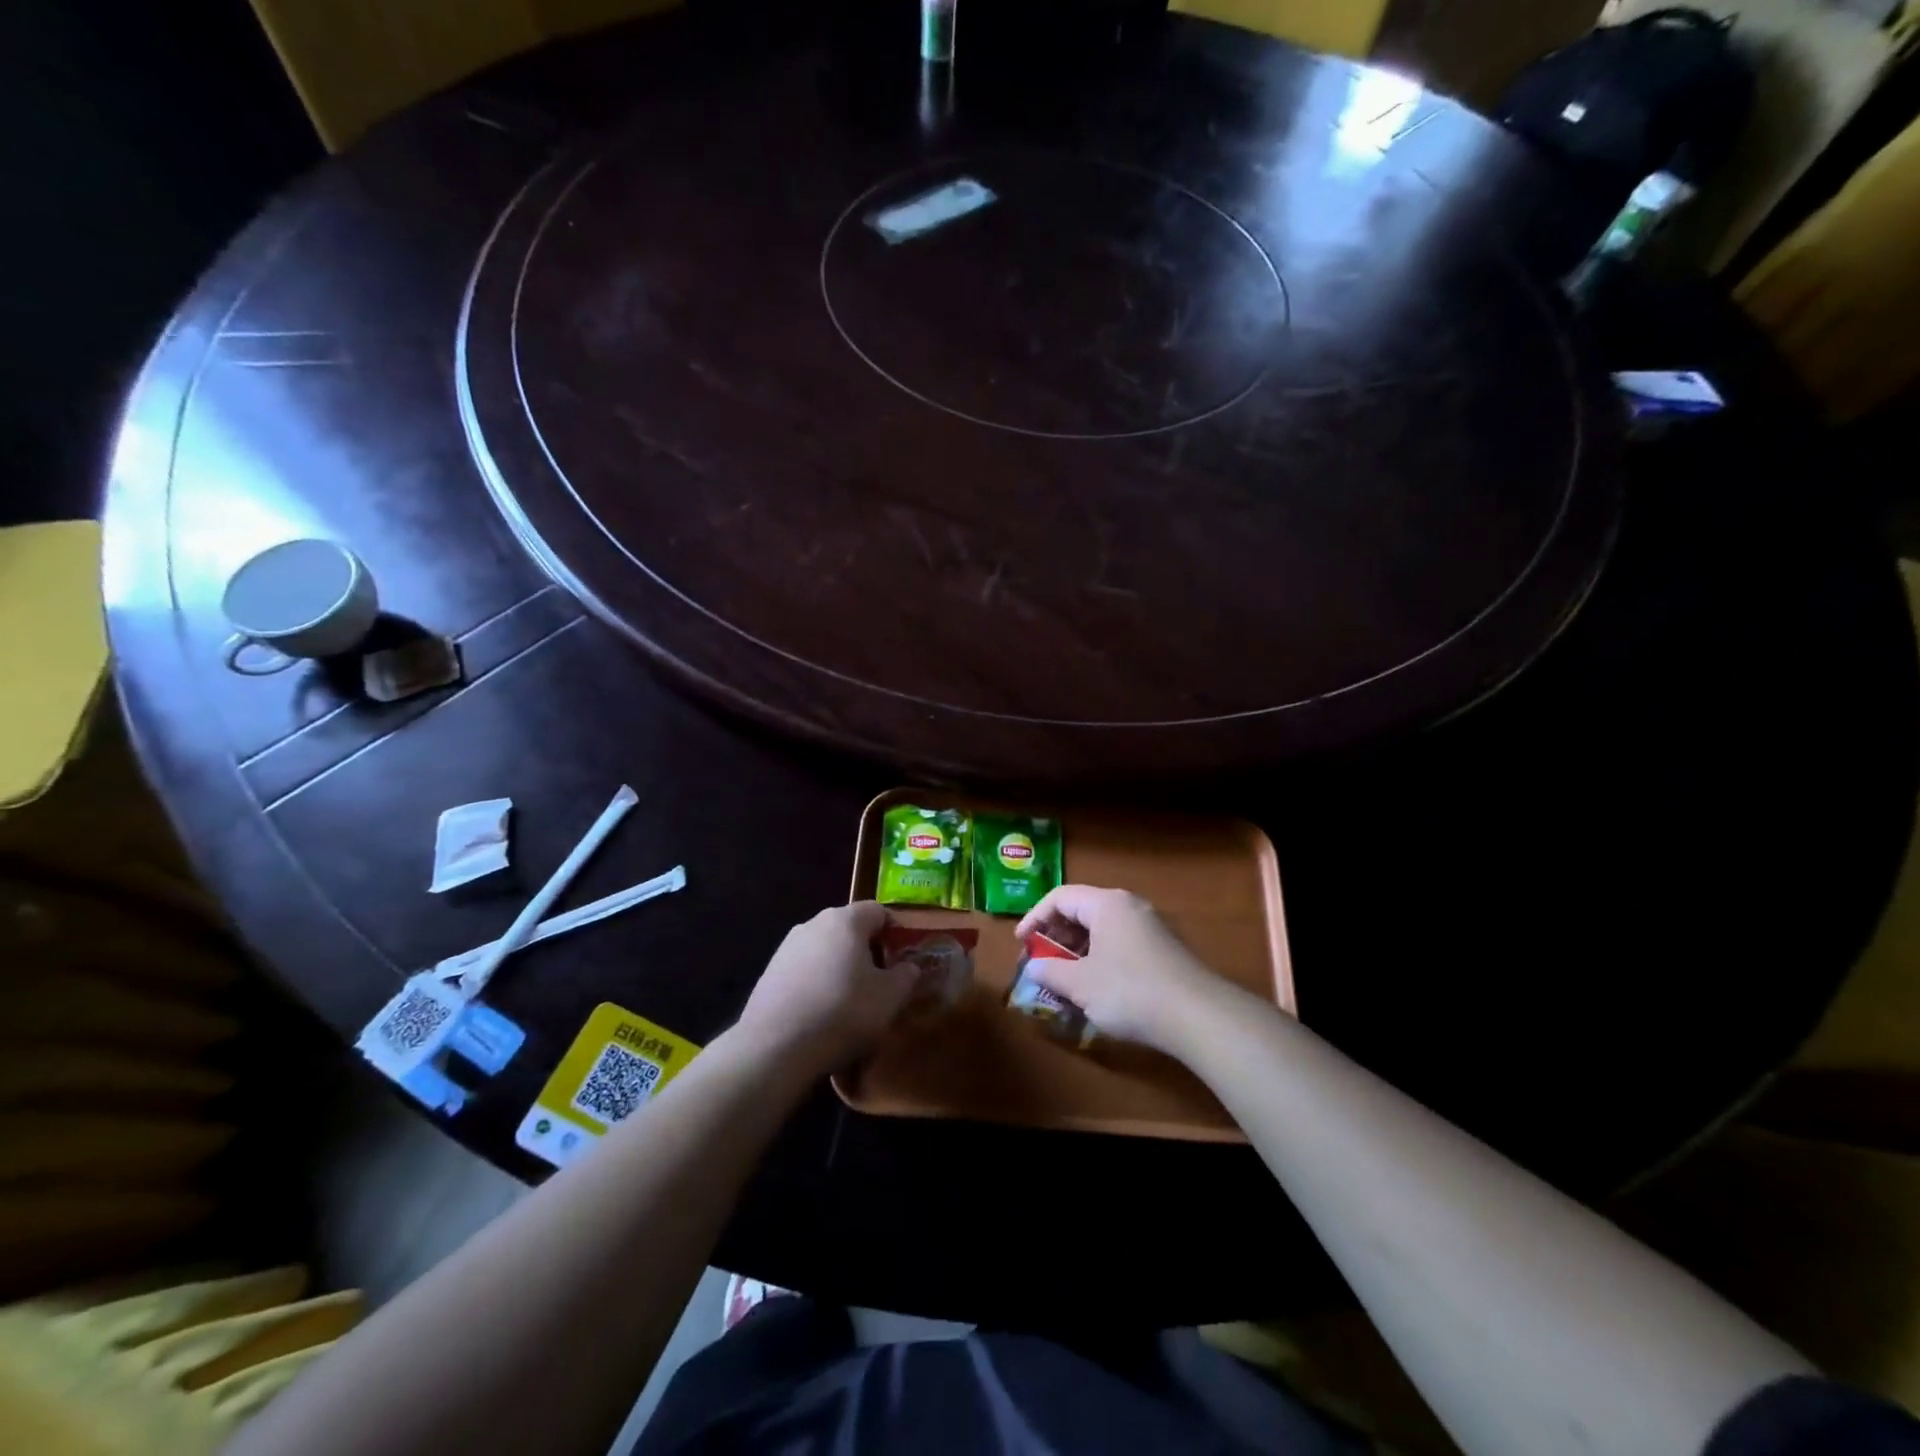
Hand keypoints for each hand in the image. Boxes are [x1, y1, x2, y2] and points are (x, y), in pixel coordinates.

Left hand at [735, 902, 914, 1073]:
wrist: (776, 1046)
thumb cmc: (843, 1011)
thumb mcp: (890, 997)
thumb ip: (906, 976)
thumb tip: (908, 967)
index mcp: (846, 920)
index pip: (878, 911)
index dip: (894, 931)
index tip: (902, 958)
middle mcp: (814, 923)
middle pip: (849, 929)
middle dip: (867, 951)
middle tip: (880, 982)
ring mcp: (787, 947)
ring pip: (825, 950)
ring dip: (840, 967)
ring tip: (849, 1002)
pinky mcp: (769, 972)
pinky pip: (804, 970)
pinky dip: (817, 983)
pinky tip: (821, 1013)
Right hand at [1015, 885, 1236, 1056]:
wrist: (1199, 1017)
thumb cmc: (1130, 991)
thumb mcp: (1081, 984)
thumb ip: (1050, 972)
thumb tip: (1033, 969)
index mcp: (1106, 904)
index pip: (1060, 898)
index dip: (1034, 917)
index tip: (1021, 943)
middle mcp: (1129, 907)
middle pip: (1082, 911)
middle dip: (1055, 936)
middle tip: (1039, 962)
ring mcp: (1150, 927)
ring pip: (1102, 930)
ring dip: (1077, 952)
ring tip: (1063, 980)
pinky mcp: (1163, 950)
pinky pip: (1119, 945)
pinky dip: (1099, 960)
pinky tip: (1094, 989)